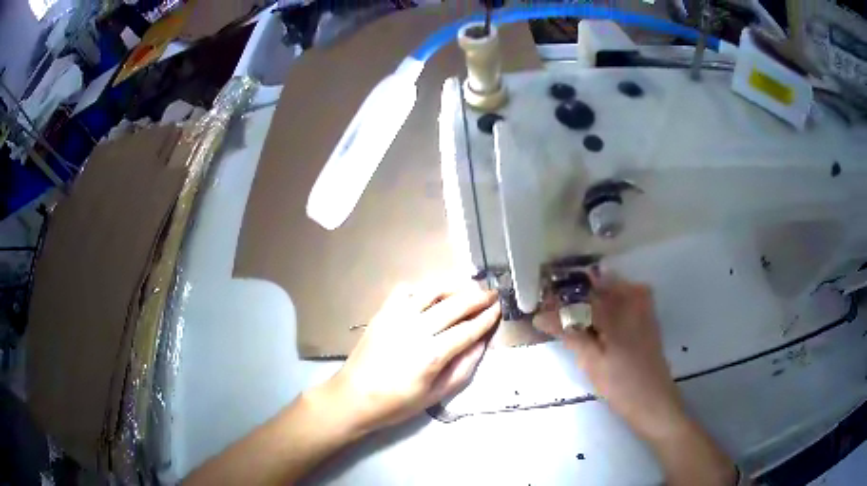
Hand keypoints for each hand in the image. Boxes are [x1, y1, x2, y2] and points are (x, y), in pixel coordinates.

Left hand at [317, 281, 500, 435]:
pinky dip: (423, 288)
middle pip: (454, 305)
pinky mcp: (382, 313)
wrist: (353, 396)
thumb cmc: (397, 403)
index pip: (468, 330)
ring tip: (469, 287)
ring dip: (454, 286)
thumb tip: (481, 343)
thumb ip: (463, 368)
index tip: (499, 308)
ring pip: (432, 292)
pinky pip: (406, 291)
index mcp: (432, 355)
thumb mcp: (436, 395)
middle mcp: (416, 329)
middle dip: (477, 297)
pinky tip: (433, 293)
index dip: (486, 318)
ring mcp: (397, 317)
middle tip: (492, 293)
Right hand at [536, 274, 686, 439]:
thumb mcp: (591, 362)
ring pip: (612, 288)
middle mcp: (631, 302)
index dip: (558, 303)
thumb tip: (541, 316)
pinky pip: (627, 296)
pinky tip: (602, 316)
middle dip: (575, 296)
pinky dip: (611, 300)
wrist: (654, 401)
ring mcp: (643, 307)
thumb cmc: (620, 385)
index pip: (580, 298)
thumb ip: (570, 334)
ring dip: (592, 296)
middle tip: (554, 310)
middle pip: (597, 286)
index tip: (539, 311)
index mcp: (616, 312)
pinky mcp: (648, 316)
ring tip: (575, 314)